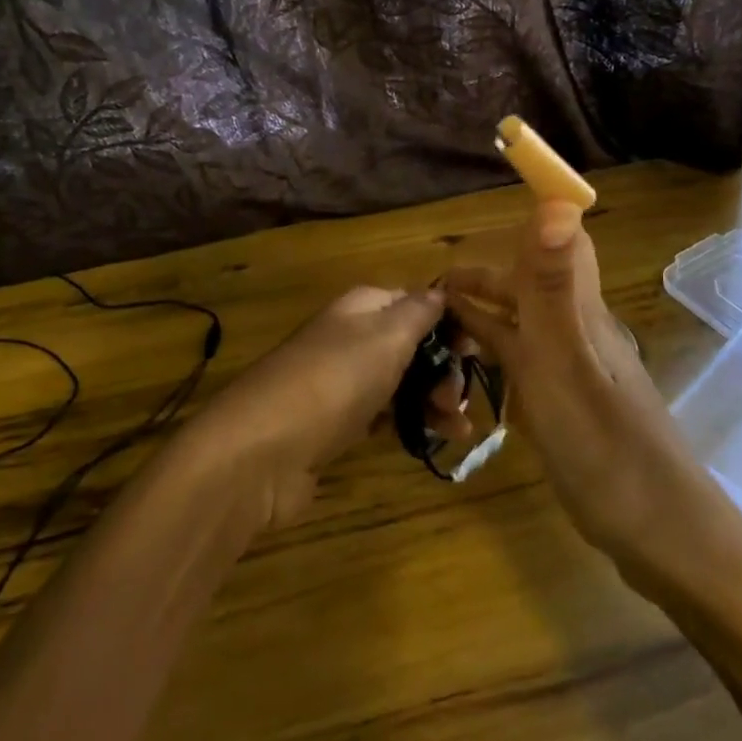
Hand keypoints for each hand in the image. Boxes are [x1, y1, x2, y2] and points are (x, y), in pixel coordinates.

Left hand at [193, 288, 467, 529]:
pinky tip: (435, 440)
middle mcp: (352, 337)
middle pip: (412, 344)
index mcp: (362, 307)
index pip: (416, 302)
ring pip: (402, 382)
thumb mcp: (386, 336)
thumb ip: (419, 311)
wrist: (262, 450)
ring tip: (460, 429)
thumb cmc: (334, 381)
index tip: (479, 348)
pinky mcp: (337, 423)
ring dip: (434, 400)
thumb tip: (440, 290)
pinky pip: (384, 415)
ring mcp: (342, 381)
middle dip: (445, 367)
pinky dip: (411, 423)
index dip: (450, 322)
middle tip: (461, 397)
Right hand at [445, 202, 738, 569]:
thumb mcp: (565, 358)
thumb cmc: (604, 442)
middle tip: (433, 294)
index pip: (561, 243)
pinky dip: (496, 358)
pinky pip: (527, 367)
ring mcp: (575, 372)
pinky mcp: (570, 407)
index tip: (481, 220)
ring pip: (525, 327)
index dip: (529, 222)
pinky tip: (473, 374)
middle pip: (530, 287)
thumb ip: (551, 284)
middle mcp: (578, 331)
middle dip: (484, 281)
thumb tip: (558, 198)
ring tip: (439, 329)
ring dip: (485, 318)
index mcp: (578, 310)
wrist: (658, 531)